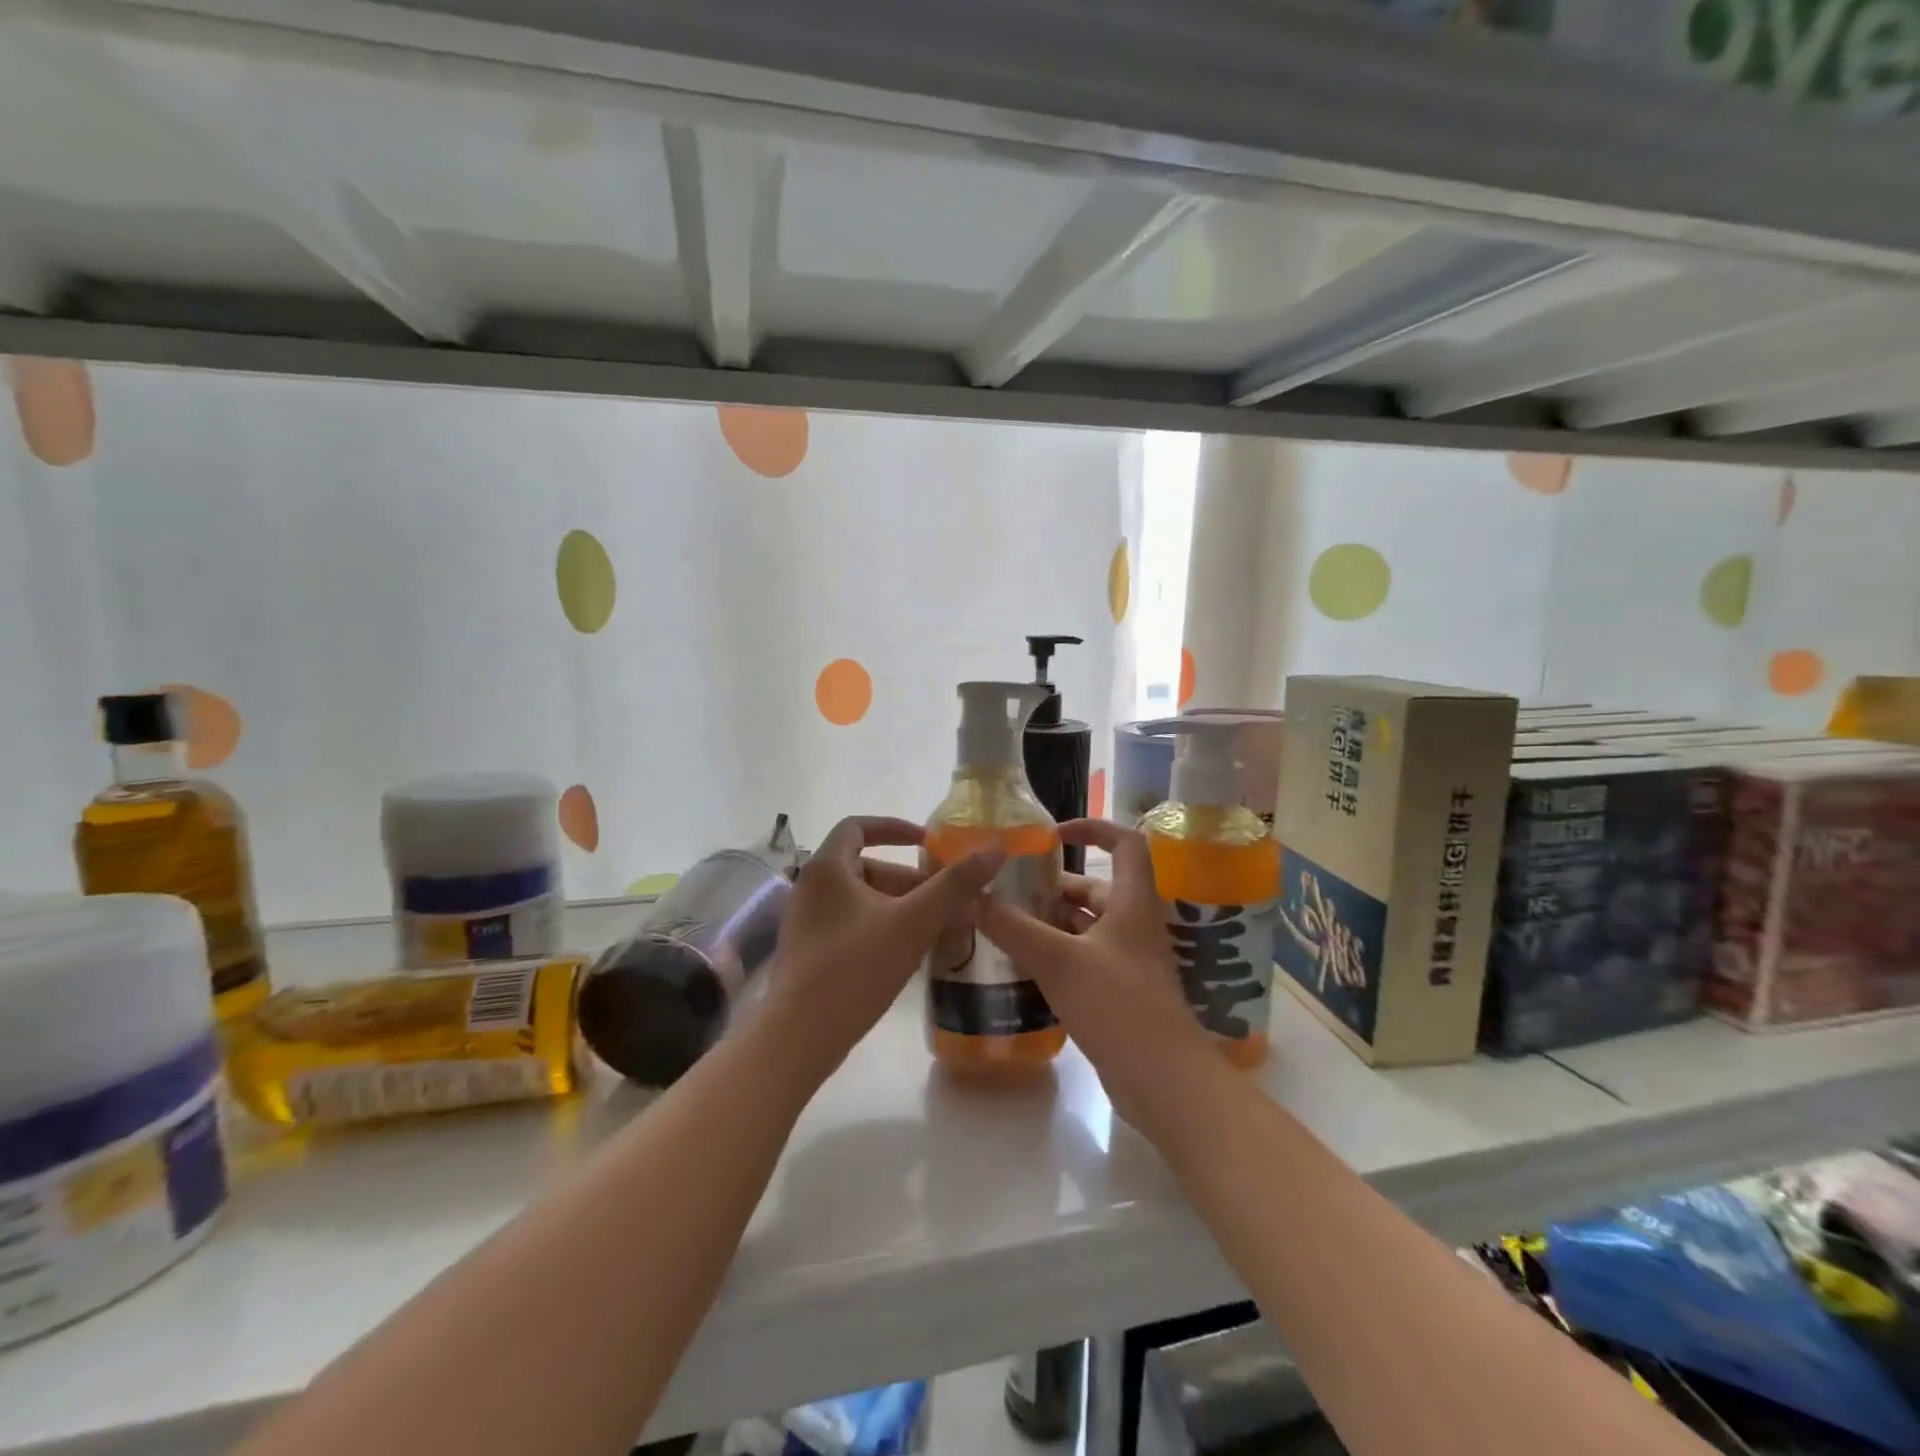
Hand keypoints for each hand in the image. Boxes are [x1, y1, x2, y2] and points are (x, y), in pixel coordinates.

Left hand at [761, 816, 1003, 1082]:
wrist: (800, 1037)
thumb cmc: (856, 968)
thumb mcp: (914, 922)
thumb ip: (955, 885)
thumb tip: (995, 848)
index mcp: (827, 867)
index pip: (859, 826)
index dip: (896, 828)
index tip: (929, 842)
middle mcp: (811, 887)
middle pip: (867, 867)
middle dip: (910, 880)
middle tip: (947, 901)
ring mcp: (807, 921)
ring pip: (862, 900)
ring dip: (900, 906)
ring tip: (938, 929)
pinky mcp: (809, 951)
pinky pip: (851, 924)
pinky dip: (882, 927)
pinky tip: (908, 953)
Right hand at [977, 819, 1214, 1124]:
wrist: (1163, 1081)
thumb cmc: (1118, 1005)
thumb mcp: (1058, 960)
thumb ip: (1011, 927)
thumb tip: (969, 896)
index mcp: (1132, 902)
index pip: (1125, 843)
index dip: (1093, 827)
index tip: (1053, 833)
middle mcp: (1134, 924)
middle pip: (1097, 888)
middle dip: (1055, 885)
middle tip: (1010, 889)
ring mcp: (1129, 960)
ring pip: (1088, 925)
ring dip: (1053, 920)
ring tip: (1006, 922)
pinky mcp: (1121, 992)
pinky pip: (1086, 957)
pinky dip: (1058, 953)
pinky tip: (1024, 963)